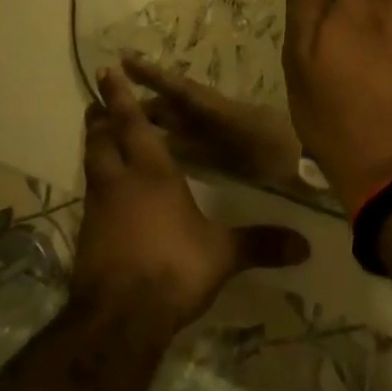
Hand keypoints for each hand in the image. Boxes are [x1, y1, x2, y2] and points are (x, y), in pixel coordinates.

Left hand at [72, 67, 309, 331]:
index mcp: (153, 172)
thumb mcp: (222, 255)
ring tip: (98, 136)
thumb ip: (260, 243)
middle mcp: (121, 182)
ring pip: (91, 165)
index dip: (119, 97)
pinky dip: (95, 185)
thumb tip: (305, 246)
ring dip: (94, 146)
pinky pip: (89, 197)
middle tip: (97, 103)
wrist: (119, 320)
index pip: (133, 124)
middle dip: (100, 117)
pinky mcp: (86, 238)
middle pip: (102, 139)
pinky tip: (104, 196)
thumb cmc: (173, 269)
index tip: (106, 71)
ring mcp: (98, 210)